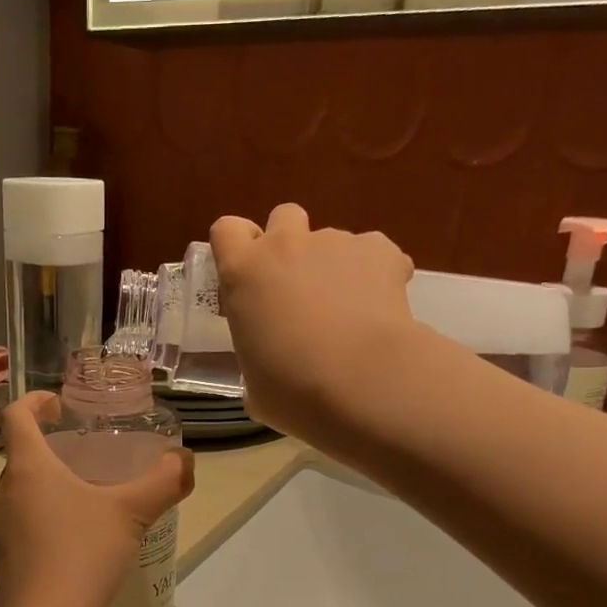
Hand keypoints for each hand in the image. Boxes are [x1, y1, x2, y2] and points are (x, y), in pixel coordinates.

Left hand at [0, 394, 193, 606]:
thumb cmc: (84, 554)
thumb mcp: (132, 513)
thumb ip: (163, 481)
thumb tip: (184, 459)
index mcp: (28, 468)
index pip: (16, 416)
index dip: (35, 402)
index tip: (59, 406)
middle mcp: (3, 493)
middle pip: (22, 457)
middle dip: (52, 452)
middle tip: (87, 459)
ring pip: (21, 495)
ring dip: (47, 489)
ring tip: (84, 501)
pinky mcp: (1, 561)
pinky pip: (21, 527)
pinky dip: (43, 522)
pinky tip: (73, 543)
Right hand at [209, 203, 415, 444]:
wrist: (360, 381)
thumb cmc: (292, 390)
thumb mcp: (255, 385)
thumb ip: (256, 362)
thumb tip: (268, 375)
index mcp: (243, 274)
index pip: (226, 231)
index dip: (237, 248)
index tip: (247, 276)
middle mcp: (285, 246)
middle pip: (283, 216)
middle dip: (289, 243)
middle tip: (297, 288)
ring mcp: (335, 242)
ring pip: (331, 239)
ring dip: (334, 266)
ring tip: (348, 312)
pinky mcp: (380, 250)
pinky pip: (374, 253)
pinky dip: (376, 274)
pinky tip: (380, 309)